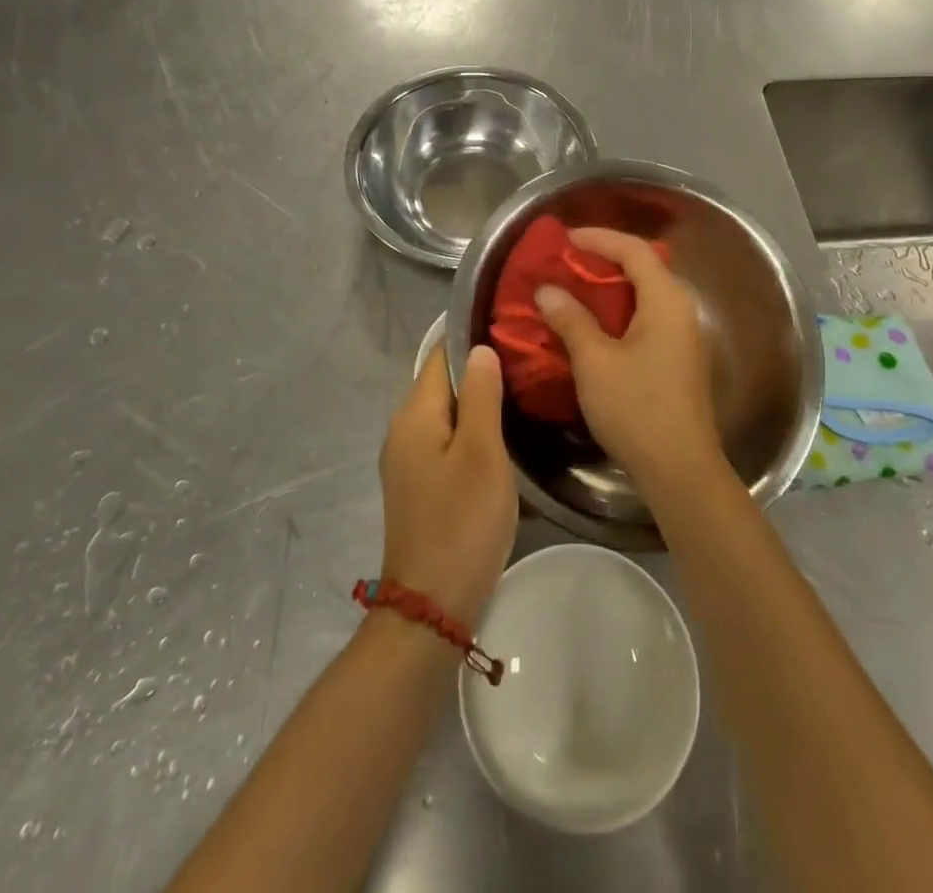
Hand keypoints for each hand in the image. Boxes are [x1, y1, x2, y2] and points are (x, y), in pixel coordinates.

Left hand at [379, 344, 516, 626]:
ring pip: (448, 415)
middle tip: (529, 362)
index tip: (512, 329)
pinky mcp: (421, 486)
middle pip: (442, 384)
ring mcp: (409, 461)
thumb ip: (480, 395)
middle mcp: (403, 430)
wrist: (433, 604)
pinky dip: (473, 432)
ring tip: (525, 393)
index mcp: (414, 414)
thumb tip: (480, 349)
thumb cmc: (461, 520)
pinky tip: (504, 437)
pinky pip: (448, 442)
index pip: (440, 356)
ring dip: (480, 403)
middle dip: (481, 371)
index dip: (472, 338)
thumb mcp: (480, 451)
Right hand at [534, 227, 722, 500]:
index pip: (634, 250)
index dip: (598, 238)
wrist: (680, 468)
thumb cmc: (637, 408)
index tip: (564, 239)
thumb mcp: (595, 361)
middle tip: (566, 261)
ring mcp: (684, 335)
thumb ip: (571, 319)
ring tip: (573, 288)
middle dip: (604, 259)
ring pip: (645, 294)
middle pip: (643, 267)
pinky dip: (619, 310)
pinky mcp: (679, 358)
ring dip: (610, 287)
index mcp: (666, 300)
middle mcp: (681, 309)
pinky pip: (647, 317)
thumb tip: (548, 290)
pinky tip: (594, 324)